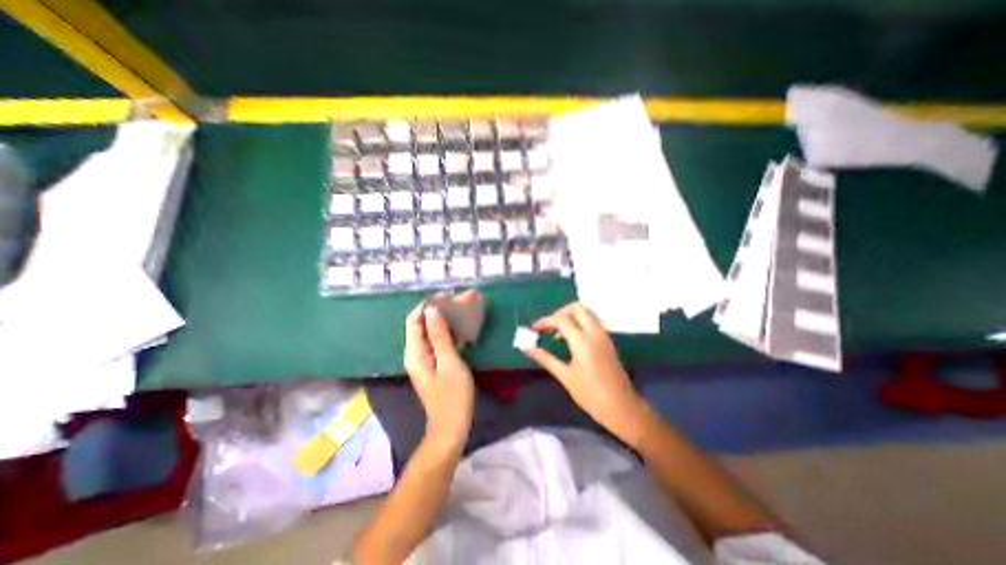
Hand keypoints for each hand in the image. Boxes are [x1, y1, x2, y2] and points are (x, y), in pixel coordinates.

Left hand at [404, 294, 475, 452]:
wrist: (452, 427)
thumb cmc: (452, 396)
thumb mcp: (449, 363)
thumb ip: (439, 336)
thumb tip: (432, 310)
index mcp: (415, 352)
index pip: (414, 319)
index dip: (428, 304)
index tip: (447, 296)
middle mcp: (416, 353)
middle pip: (423, 324)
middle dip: (440, 310)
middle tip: (460, 300)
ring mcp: (425, 359)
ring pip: (432, 332)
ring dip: (447, 319)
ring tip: (464, 308)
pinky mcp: (435, 364)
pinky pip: (439, 341)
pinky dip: (449, 331)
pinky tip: (463, 327)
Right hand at [522, 303, 647, 444]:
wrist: (621, 407)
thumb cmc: (590, 394)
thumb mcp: (565, 376)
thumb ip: (545, 358)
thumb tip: (527, 349)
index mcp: (582, 341)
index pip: (561, 320)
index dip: (545, 321)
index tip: (534, 329)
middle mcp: (594, 332)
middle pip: (577, 308)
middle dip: (560, 312)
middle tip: (549, 326)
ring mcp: (603, 335)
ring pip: (586, 313)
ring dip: (570, 316)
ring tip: (557, 333)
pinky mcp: (607, 341)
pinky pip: (592, 322)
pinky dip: (579, 323)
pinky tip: (570, 339)